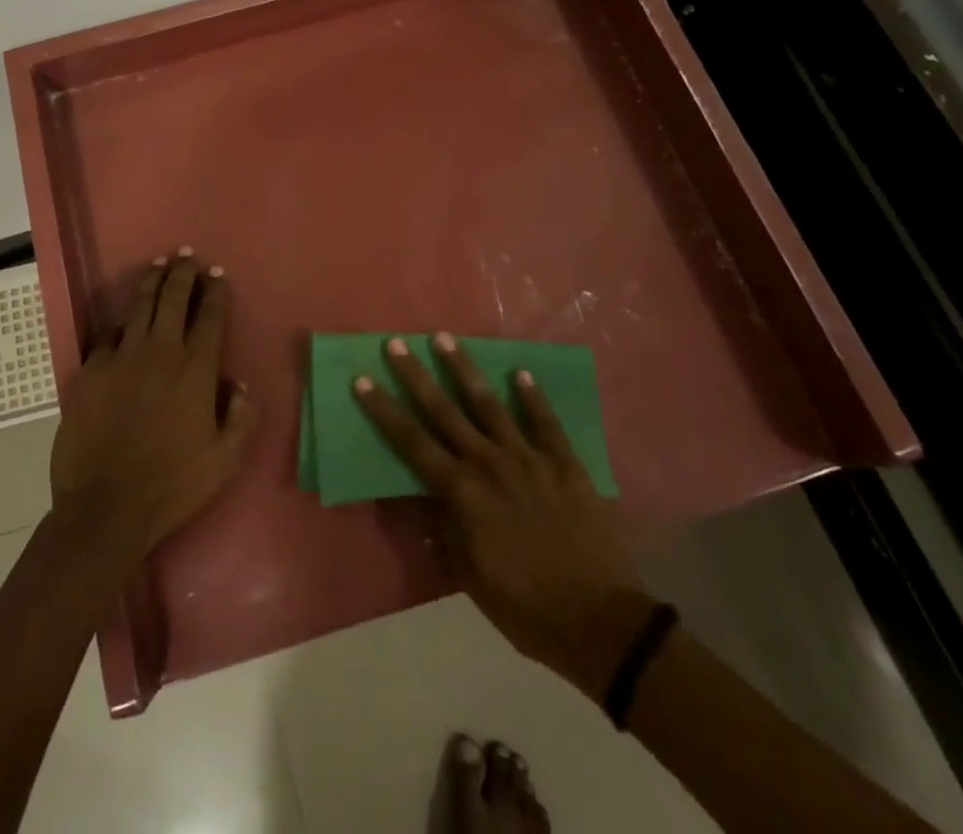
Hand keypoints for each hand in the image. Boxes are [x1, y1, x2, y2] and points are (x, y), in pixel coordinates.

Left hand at [49, 250, 257, 563]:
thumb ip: (240, 418)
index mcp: (195, 370)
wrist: (105, 508)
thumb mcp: (224, 461)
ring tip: (159, 265)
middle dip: (182, 273)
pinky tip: (121, 320)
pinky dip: (118, 323)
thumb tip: (239, 385)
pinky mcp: (90, 371)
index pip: (209, 316)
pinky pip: (107, 336)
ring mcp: (121, 358)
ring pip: (139, 307)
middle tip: (186, 256)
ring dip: (152, 282)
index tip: (217, 273)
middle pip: (172, 299)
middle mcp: (160, 352)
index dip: (214, 291)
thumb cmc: (172, 486)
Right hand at [353, 333, 650, 699]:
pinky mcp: (565, 465)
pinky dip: (533, 397)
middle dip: (416, 375)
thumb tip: (418, 495)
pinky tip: (522, 373)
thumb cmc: (524, 607)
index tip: (362, 380)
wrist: (600, 624)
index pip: (412, 442)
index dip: (384, 410)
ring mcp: (529, 459)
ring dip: (465, 370)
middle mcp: (489, 463)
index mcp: (462, 492)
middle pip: (444, 411)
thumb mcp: (468, 575)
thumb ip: (443, 527)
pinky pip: (546, 423)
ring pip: (490, 404)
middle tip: (396, 343)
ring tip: (446, 338)